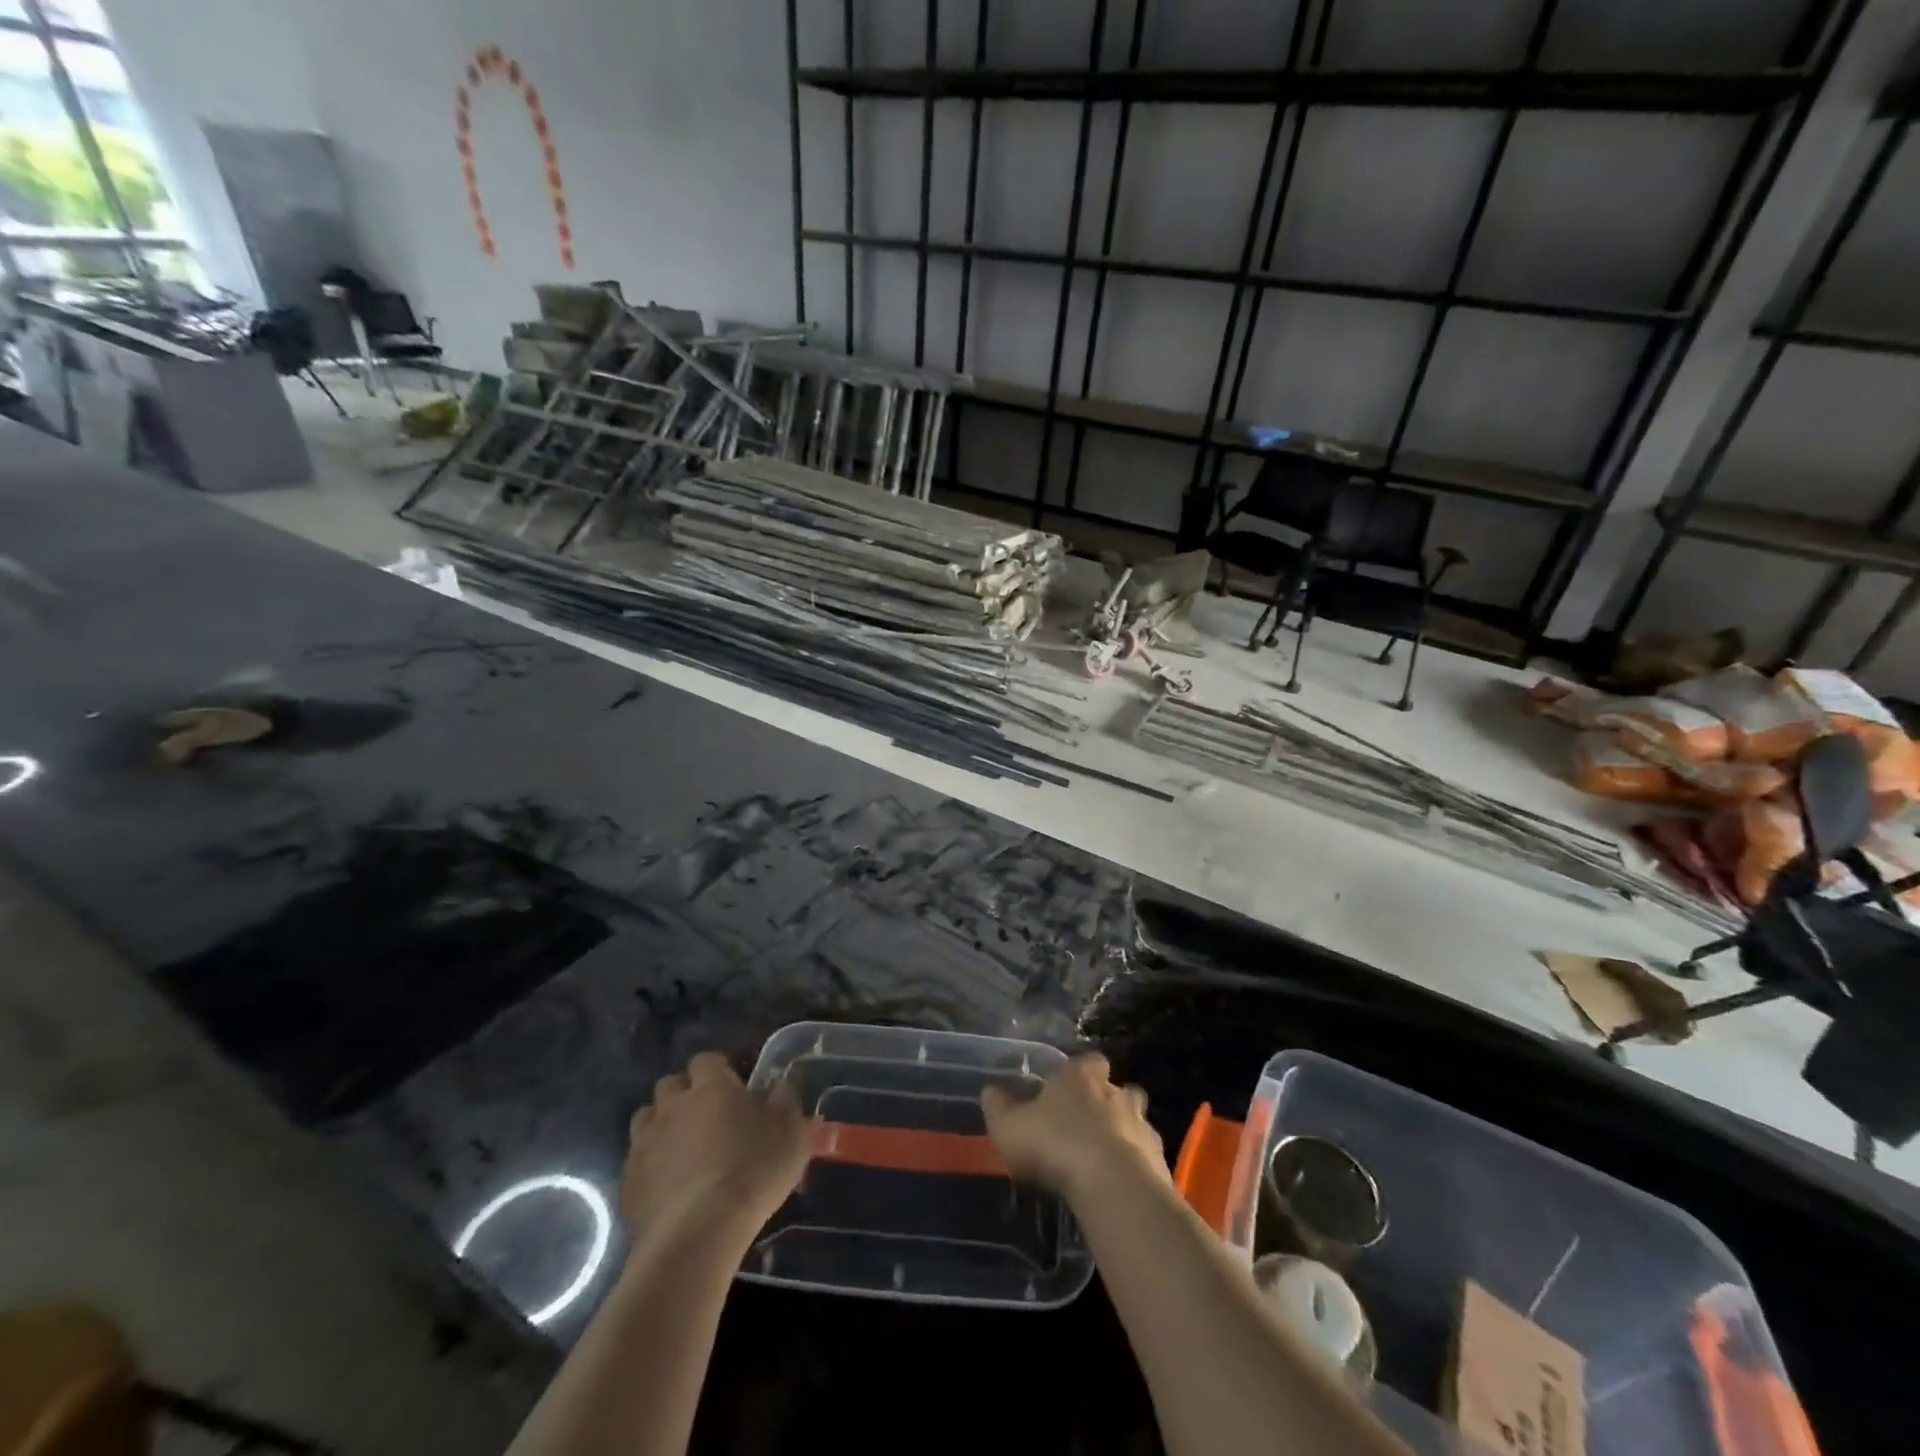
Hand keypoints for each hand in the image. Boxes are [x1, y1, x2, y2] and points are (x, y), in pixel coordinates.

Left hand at [622, 1052, 808, 1244]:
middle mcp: (673, 1105)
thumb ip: (786, 1102)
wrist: (699, 1235)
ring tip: (684, 1150)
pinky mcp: (628, 1182)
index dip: (719, 1071)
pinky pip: (637, 1161)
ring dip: (663, 1126)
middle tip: (707, 1118)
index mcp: (711, 1086)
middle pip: (670, 1085)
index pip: (707, 1060)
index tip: (734, 1090)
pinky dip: (651, 1166)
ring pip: (647, 1119)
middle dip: (685, 1095)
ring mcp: (644, 1143)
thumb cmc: (753, 1172)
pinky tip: (669, 1187)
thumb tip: (779, 1087)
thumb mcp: (791, 1134)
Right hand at [981, 1053, 1166, 1203]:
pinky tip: (1120, 1185)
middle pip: (1118, 1089)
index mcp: (1083, 1076)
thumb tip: (990, 1089)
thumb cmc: (1056, 1145)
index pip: (1088, 1060)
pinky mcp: (1160, 1161)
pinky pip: (1147, 1158)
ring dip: (1124, 1135)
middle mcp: (1117, 1092)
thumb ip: (999, 1107)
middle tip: (1089, 1125)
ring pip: (1137, 1122)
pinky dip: (1137, 1167)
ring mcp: (1143, 1126)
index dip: (1079, 1073)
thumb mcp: (1010, 1127)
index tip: (1067, 1089)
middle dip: (1108, 1102)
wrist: (1114, 1186)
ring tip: (1105, 1159)